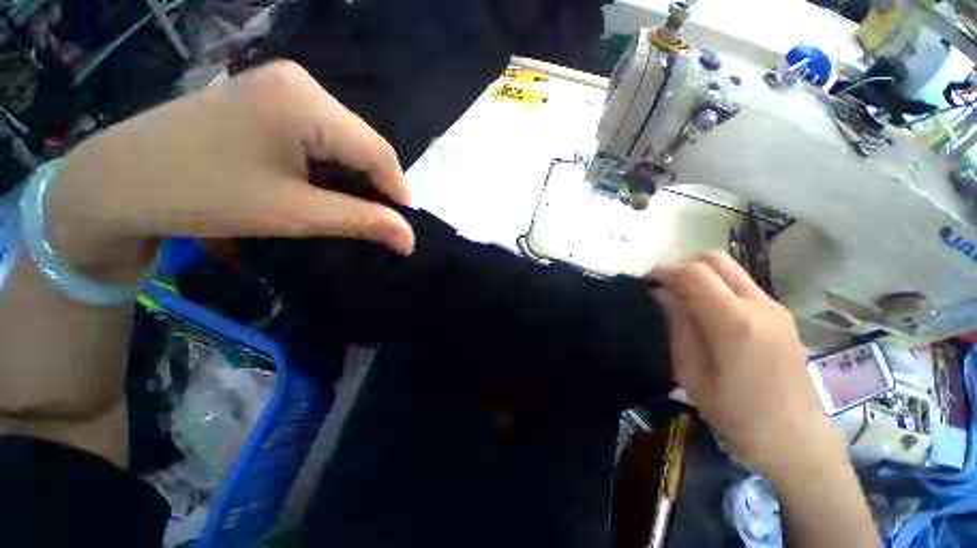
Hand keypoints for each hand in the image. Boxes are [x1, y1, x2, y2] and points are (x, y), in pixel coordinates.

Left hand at [45, 60, 414, 283]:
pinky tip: (323, 183)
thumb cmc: (204, 196)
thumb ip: (362, 221)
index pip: (379, 151)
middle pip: (363, 142)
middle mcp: (300, 82)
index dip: (398, 191)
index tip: (403, 226)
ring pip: (345, 138)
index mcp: (306, 103)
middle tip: (377, 221)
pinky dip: (332, 163)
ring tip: (353, 207)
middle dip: (376, 184)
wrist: (119, 182)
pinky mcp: (268, 95)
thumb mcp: (295, 213)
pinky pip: (321, 132)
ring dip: (355, 175)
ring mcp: (281, 84)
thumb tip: (410, 239)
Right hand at [652, 253, 839, 476]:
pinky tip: (705, 308)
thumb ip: (678, 325)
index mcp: (735, 323)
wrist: (793, 437)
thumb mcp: (691, 371)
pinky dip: (717, 285)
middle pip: (716, 260)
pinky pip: (742, 285)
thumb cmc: (735, 412)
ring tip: (679, 295)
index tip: (646, 280)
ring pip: (730, 269)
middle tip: (663, 283)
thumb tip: (661, 293)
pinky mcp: (781, 315)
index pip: (695, 274)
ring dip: (700, 274)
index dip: (666, 271)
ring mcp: (775, 308)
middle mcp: (760, 305)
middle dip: (683, 263)